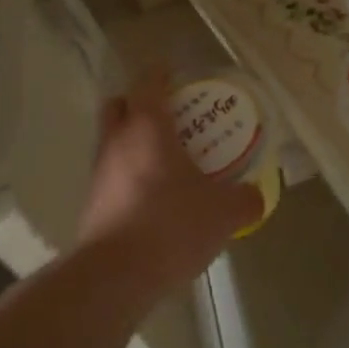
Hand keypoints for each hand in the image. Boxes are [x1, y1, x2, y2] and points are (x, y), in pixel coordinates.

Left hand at [80, 68, 262, 285]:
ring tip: (167, 161)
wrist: (116, 275)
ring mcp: (99, 171)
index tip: (176, 74)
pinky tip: (154, 197)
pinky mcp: (92, 202)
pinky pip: (111, 173)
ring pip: (113, 140)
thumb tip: (256, 195)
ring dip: (134, 141)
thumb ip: (245, 199)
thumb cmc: (171, 225)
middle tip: (171, 118)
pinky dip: (129, 174)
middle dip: (141, 104)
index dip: (161, 72)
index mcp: (148, 127)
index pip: (147, 81)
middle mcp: (117, 140)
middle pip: (120, 105)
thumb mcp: (223, 213)